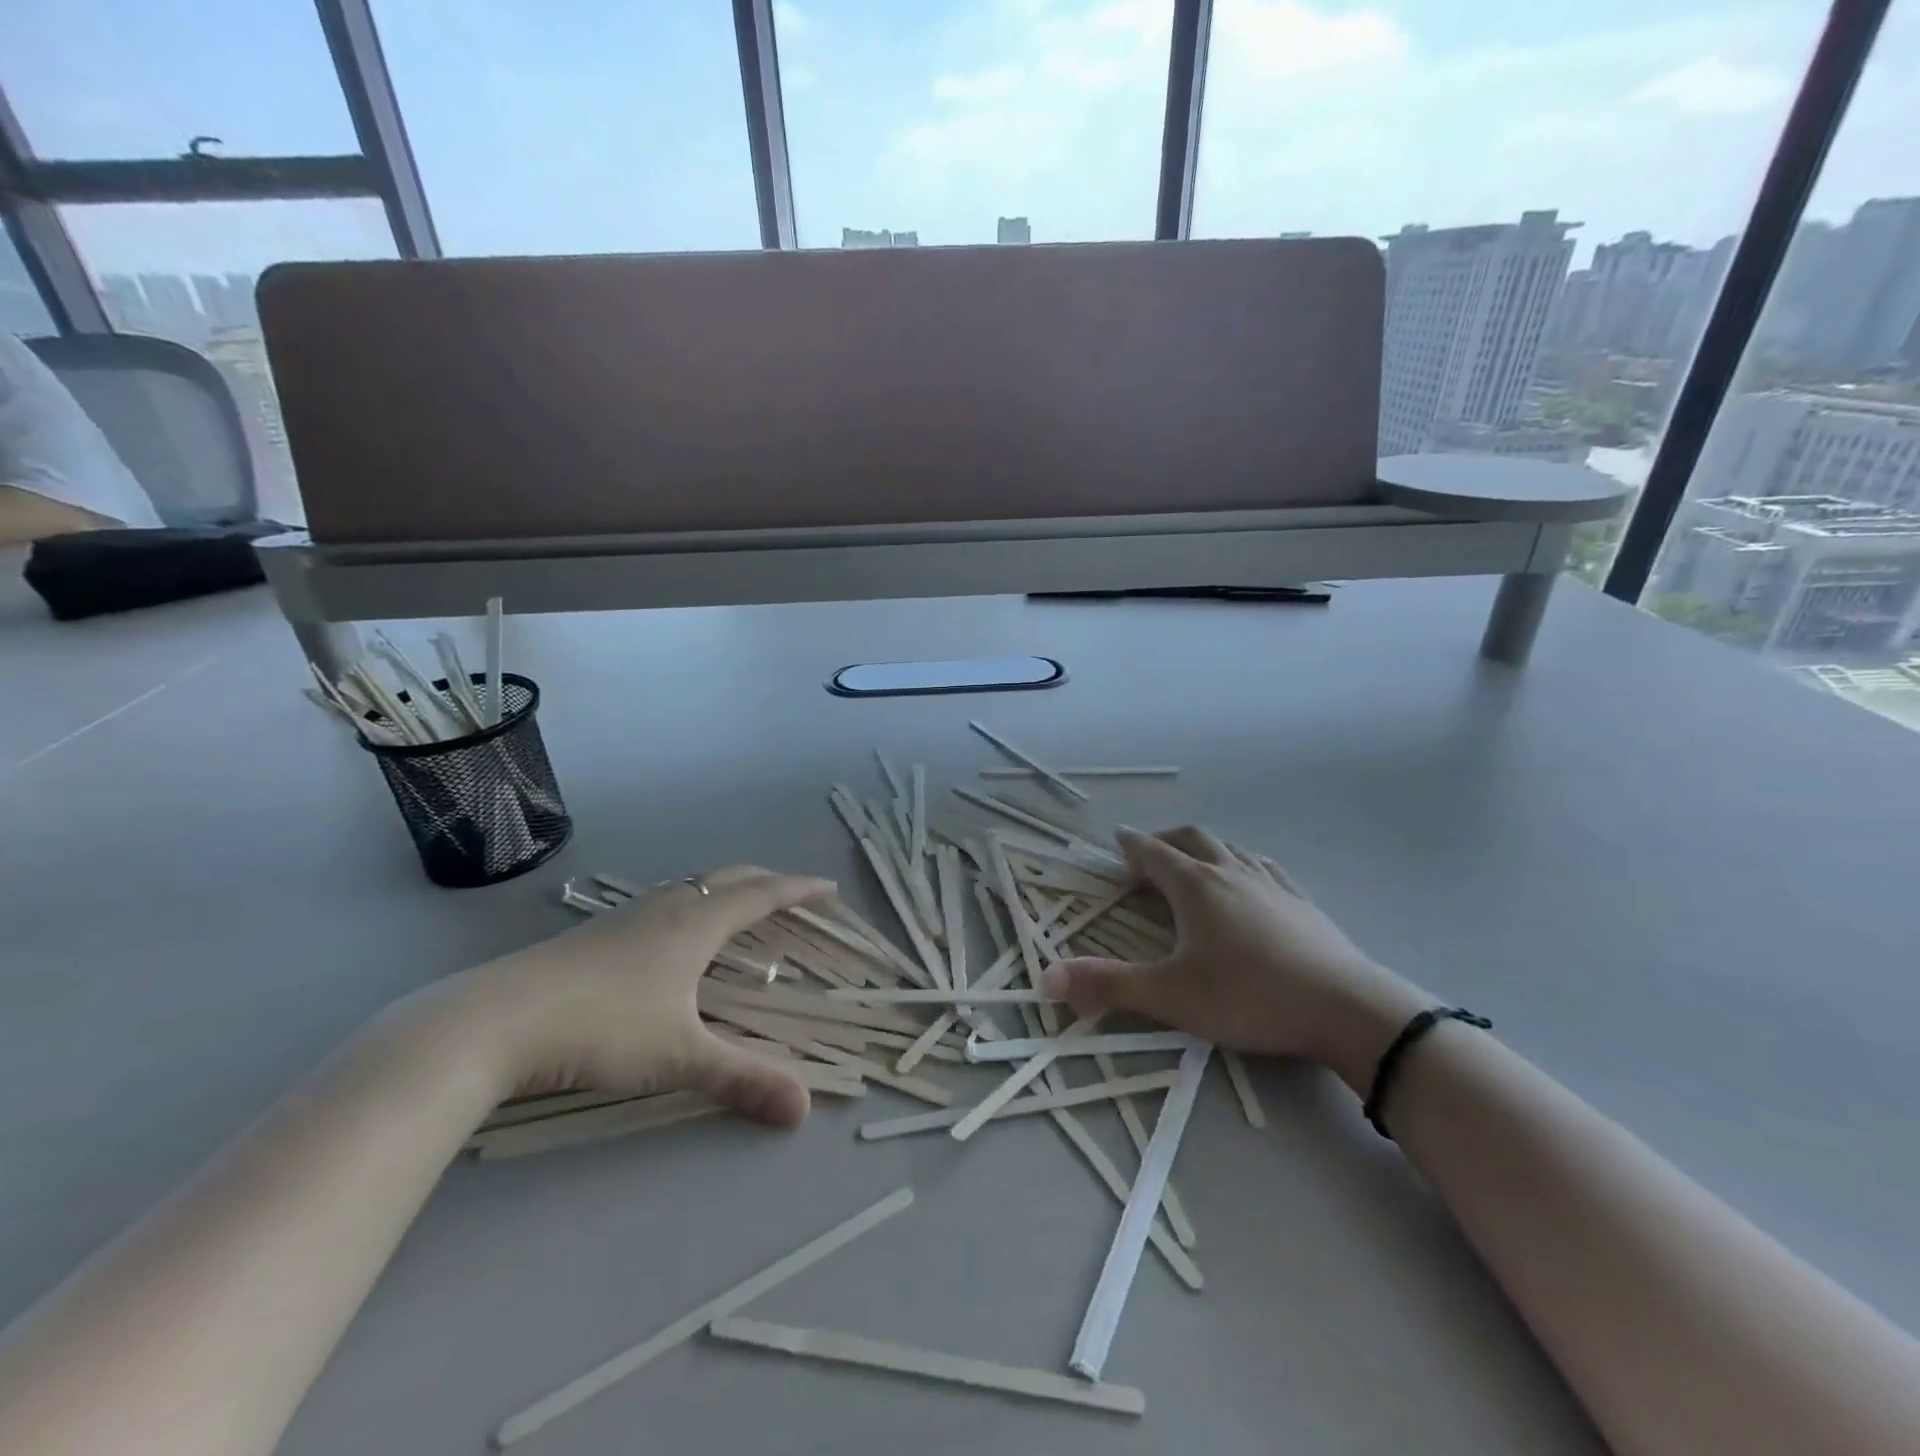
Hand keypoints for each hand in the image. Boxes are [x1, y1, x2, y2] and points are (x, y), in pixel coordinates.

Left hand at [449, 865, 834, 1126]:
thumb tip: (803, 1108)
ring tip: (740, 911)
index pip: (762, 895)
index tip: (829, 889)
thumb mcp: (679, 1056)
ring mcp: (627, 915)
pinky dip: (692, 905)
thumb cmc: (601, 1027)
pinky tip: (675, 938)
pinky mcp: (597, 933)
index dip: (799, 890)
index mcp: (696, 922)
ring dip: (726, 890)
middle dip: (767, 881)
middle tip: (793, 894)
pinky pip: (665, 902)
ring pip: (692, 886)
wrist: (494, 1020)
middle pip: (729, 877)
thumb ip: (743, 1079)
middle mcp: (667, 906)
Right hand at [1042, 827, 1428, 1089]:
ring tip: (1195, 862)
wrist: (1347, 1010)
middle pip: (1193, 839)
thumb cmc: (1249, 996)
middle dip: (1166, 840)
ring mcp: (1273, 885)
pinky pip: (1266, 869)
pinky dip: (1244, 865)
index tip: (1117, 839)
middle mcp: (1232, 873)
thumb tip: (1045, 978)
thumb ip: (1107, 985)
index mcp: (1196, 886)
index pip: (1154, 853)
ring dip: (1206, 848)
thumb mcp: (1169, 995)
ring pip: (1232, 849)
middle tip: (1149, 851)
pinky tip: (1252, 882)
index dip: (1131, 845)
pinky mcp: (1304, 904)